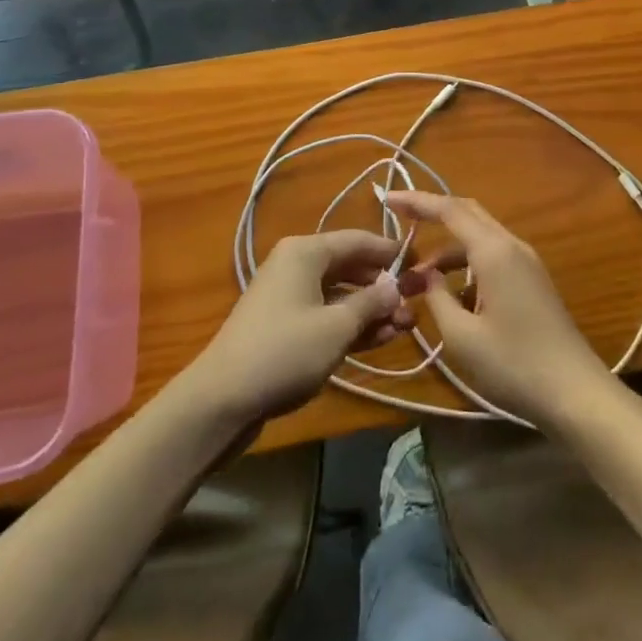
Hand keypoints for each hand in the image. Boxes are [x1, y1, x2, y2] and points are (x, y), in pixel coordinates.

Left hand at [178, 231, 413, 431]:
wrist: (221, 400)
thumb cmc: (284, 351)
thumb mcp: (336, 326)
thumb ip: (371, 303)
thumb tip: (395, 287)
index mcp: (306, 252)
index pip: (358, 240)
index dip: (390, 251)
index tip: (420, 263)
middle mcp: (296, 265)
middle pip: (349, 267)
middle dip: (383, 287)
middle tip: (415, 304)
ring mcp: (288, 296)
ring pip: (339, 294)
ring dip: (370, 309)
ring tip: (404, 326)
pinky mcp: (284, 325)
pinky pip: (325, 315)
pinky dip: (350, 324)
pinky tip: (378, 339)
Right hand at [383, 192, 611, 429]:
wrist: (575, 392)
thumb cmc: (514, 364)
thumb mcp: (461, 337)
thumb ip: (437, 298)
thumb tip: (425, 275)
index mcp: (494, 250)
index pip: (449, 209)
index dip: (417, 201)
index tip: (388, 198)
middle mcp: (511, 245)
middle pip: (467, 213)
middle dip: (432, 213)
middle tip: (398, 219)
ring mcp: (526, 262)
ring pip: (479, 237)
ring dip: (448, 249)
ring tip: (417, 279)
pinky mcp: (532, 280)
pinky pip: (492, 257)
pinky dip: (467, 265)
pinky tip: (451, 297)